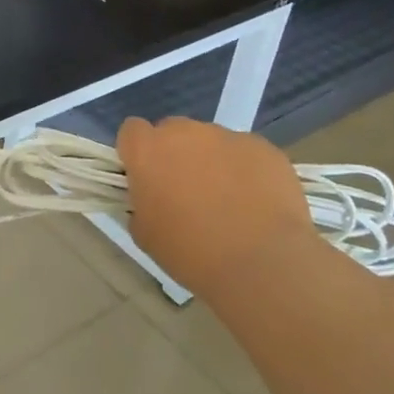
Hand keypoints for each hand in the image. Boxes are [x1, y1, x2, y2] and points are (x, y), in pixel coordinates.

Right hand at [116, 117, 315, 300]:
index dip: (138, 153)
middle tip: (187, 192)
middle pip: (172, 132)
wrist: (261, 262)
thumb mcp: (145, 235)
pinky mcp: (261, 146)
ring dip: (212, 161)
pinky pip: (245, 152)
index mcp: (148, 151)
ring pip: (210, 141)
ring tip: (229, 200)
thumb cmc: (192, 252)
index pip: (131, 131)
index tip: (147, 178)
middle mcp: (184, 132)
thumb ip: (141, 203)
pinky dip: (245, 170)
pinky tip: (257, 202)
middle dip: (175, 154)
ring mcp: (226, 136)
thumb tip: (151, 196)